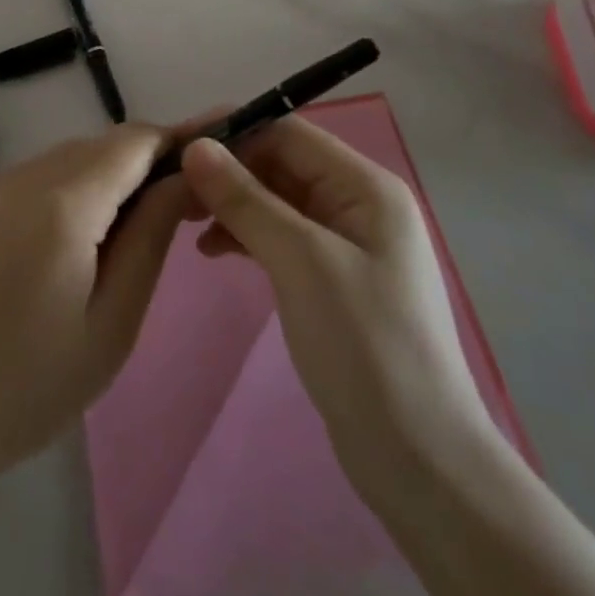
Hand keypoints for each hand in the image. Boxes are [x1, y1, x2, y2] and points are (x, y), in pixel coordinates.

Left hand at [0, 123, 191, 481]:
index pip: (133, 141)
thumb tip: (183, 178)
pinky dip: (66, 193)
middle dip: (143, 164)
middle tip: (178, 205)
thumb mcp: (111, 324)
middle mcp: (23, 175)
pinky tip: (69, 244)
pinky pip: (33, 180)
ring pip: (65, 161)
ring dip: (104, 180)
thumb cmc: (26, 386)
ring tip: (125, 234)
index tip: (212, 150)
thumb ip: (150, 238)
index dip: (176, 139)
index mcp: (62, 201)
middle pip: (99, 147)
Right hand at [180, 117, 487, 493]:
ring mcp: (347, 242)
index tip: (178, 145)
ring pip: (277, 199)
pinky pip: (281, 235)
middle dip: (228, 170)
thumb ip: (246, 199)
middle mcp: (358, 203)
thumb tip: (195, 146)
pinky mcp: (332, 278)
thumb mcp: (301, 262)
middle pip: (281, 163)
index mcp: (365, 186)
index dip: (233, 131)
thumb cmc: (365, 347)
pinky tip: (213, 250)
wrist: (420, 464)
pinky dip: (246, 235)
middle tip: (174, 190)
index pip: (288, 133)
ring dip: (233, 203)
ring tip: (187, 222)